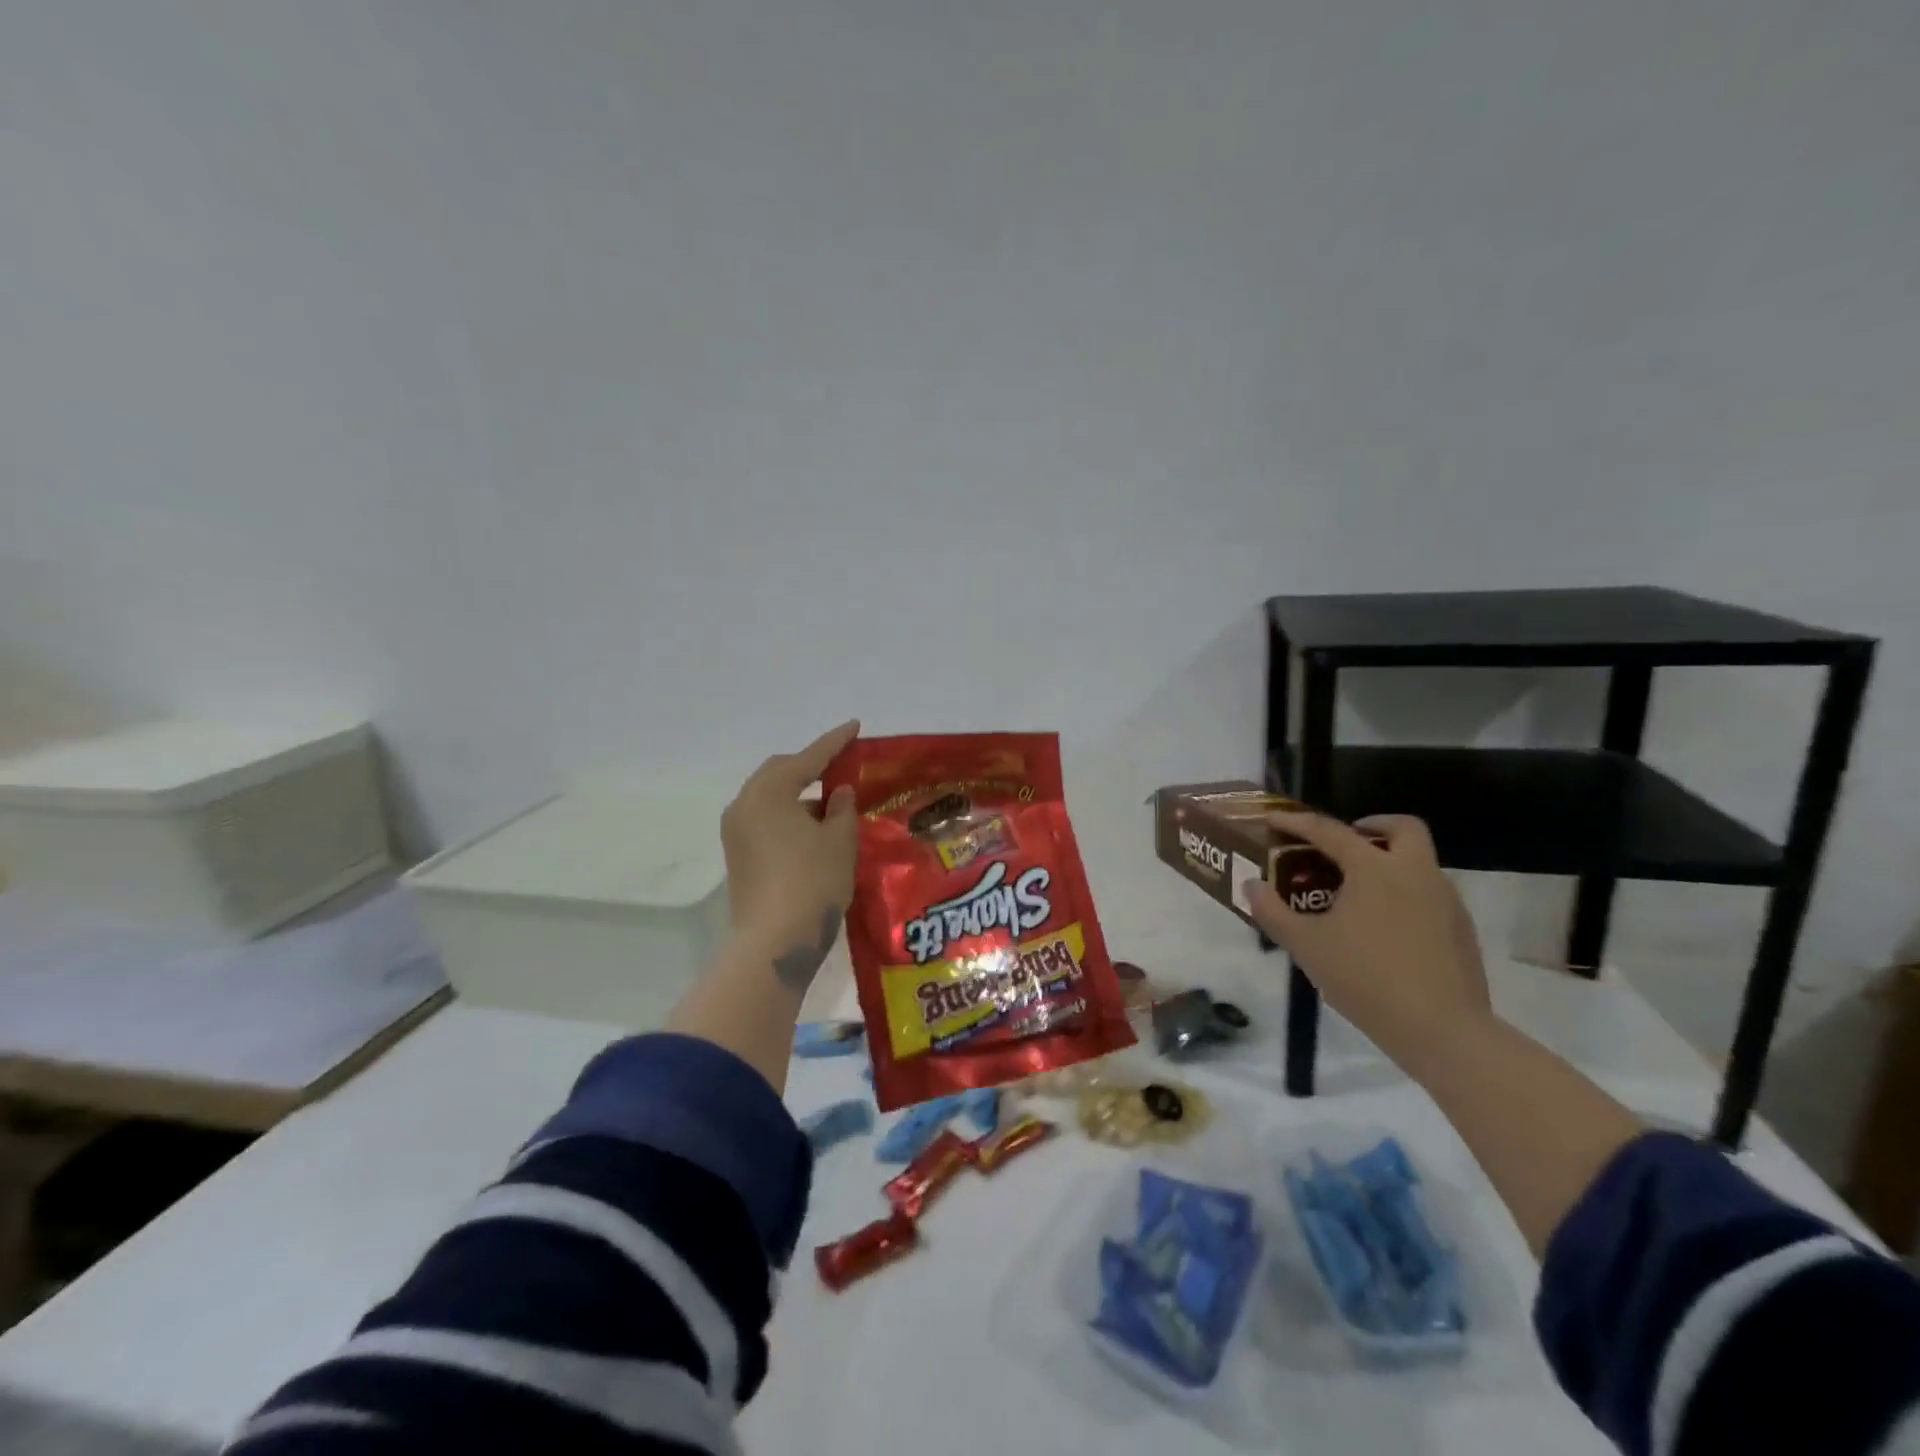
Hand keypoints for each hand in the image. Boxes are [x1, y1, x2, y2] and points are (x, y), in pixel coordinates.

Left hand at [719, 720, 860, 988]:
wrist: (774, 943)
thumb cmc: (812, 882)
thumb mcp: (839, 840)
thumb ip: (843, 809)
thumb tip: (839, 793)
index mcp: (768, 792)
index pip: (808, 759)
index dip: (835, 743)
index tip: (855, 726)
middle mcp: (744, 805)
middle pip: (780, 773)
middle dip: (810, 768)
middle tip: (840, 766)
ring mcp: (736, 833)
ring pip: (771, 800)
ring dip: (800, 797)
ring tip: (833, 806)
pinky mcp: (738, 856)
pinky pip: (765, 821)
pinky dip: (789, 818)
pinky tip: (814, 832)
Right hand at [1243, 813, 1491, 1066]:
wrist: (1442, 1031)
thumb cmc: (1365, 978)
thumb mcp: (1306, 946)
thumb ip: (1273, 912)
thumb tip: (1252, 886)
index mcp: (1374, 869)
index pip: (1330, 831)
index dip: (1297, 823)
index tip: (1274, 820)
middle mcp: (1415, 872)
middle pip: (1402, 827)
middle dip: (1373, 825)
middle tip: (1344, 843)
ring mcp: (1446, 900)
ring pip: (1419, 861)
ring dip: (1390, 861)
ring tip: (1358, 892)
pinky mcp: (1462, 929)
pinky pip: (1430, 893)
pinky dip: (1406, 893)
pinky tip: (1385, 927)